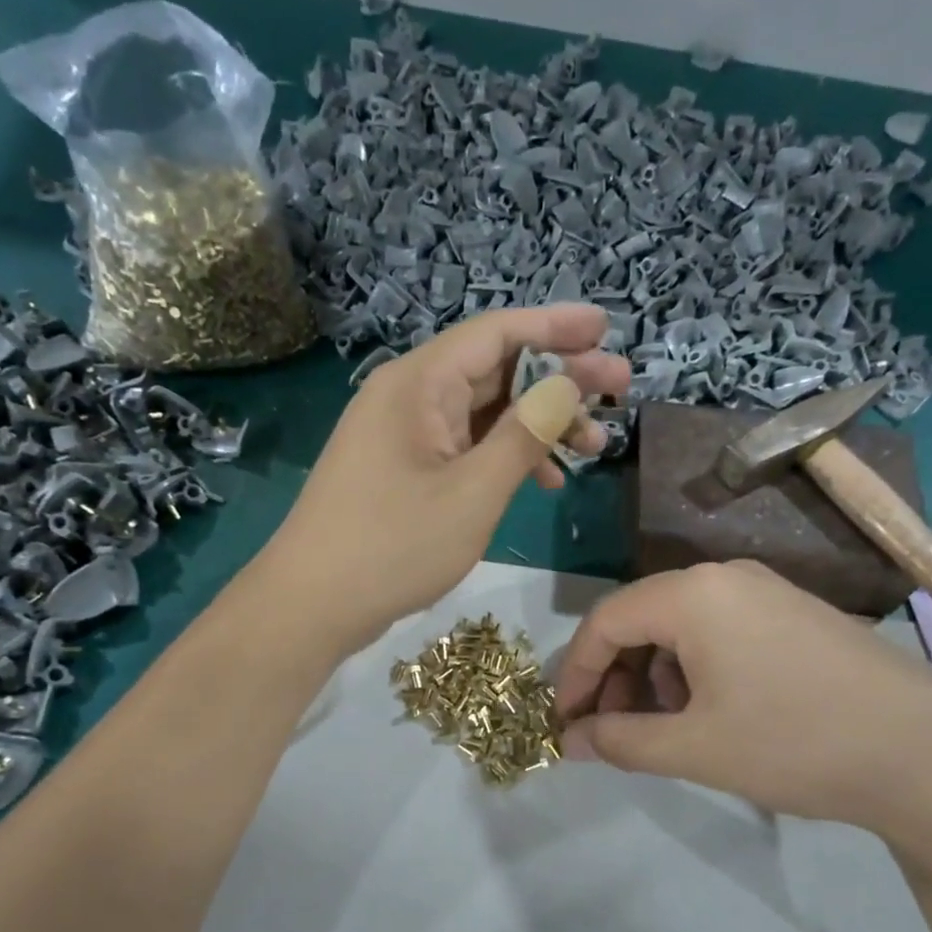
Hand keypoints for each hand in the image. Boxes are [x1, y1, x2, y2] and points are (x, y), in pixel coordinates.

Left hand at [263, 305, 628, 654]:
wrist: (311, 605)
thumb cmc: (392, 547)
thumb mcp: (472, 493)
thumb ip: (523, 436)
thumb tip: (566, 384)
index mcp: (418, 384)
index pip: (496, 333)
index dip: (555, 326)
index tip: (606, 329)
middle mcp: (410, 396)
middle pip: (495, 369)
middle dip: (559, 378)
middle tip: (620, 389)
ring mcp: (405, 435)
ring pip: (485, 412)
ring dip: (540, 424)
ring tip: (595, 445)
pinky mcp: (406, 469)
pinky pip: (466, 446)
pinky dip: (507, 456)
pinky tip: (545, 481)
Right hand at [554, 561, 931, 844]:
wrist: (925, 750)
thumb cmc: (794, 743)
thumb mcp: (694, 748)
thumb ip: (620, 741)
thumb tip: (570, 741)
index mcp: (693, 594)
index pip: (605, 621)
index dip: (577, 674)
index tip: (565, 722)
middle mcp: (725, 576)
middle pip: (642, 618)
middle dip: (617, 676)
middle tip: (613, 731)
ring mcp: (766, 591)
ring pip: (682, 625)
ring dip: (656, 675)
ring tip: (666, 727)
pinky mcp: (795, 614)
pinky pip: (721, 630)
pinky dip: (696, 668)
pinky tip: (712, 711)